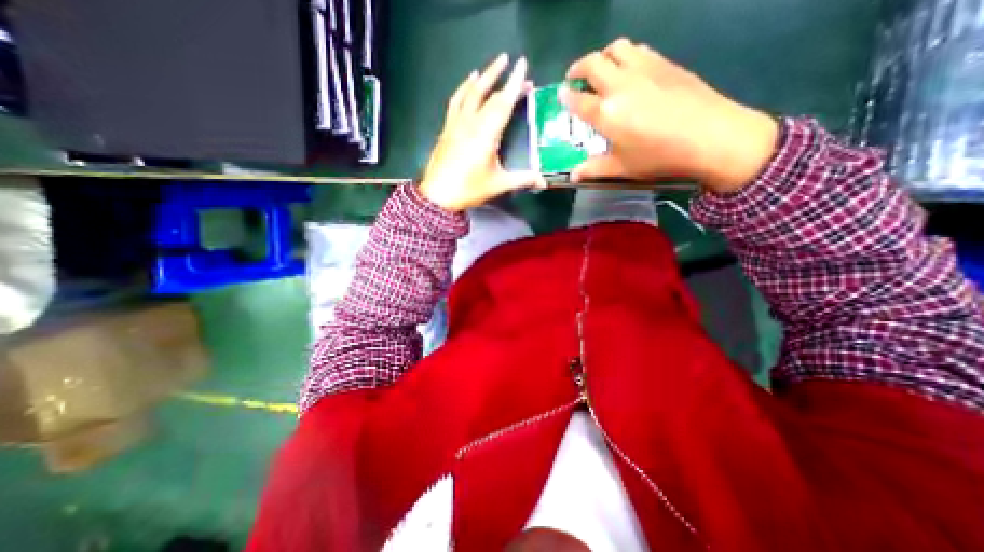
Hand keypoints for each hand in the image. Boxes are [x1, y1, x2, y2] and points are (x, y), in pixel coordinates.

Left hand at [418, 53, 545, 209]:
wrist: (438, 195)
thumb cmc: (469, 189)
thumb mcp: (498, 184)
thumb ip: (522, 180)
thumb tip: (544, 182)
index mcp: (486, 134)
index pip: (503, 102)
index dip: (514, 83)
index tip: (522, 64)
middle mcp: (471, 122)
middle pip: (488, 93)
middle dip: (503, 79)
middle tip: (514, 65)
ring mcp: (456, 123)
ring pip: (470, 92)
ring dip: (483, 77)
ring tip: (494, 65)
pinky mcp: (447, 128)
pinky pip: (456, 101)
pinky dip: (464, 88)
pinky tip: (468, 82)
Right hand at [556, 39, 781, 193]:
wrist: (711, 136)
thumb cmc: (659, 156)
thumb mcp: (622, 168)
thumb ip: (594, 168)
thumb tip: (572, 176)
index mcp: (606, 112)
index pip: (577, 99)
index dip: (566, 96)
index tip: (561, 95)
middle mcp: (620, 84)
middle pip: (592, 63)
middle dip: (578, 68)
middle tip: (575, 79)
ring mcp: (644, 69)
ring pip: (616, 48)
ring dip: (602, 57)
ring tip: (601, 71)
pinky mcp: (664, 63)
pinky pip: (638, 50)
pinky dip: (625, 56)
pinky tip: (629, 70)